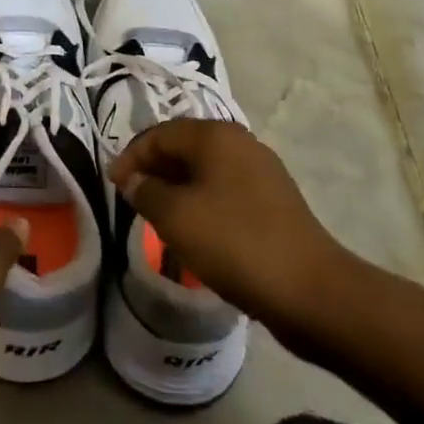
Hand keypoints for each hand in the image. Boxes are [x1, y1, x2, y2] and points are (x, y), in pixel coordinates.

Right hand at [108, 121, 341, 325]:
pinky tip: (196, 230)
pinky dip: (203, 202)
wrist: (310, 290)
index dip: (132, 156)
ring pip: (206, 169)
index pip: (159, 134)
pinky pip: (226, 190)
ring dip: (178, 187)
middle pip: (184, 146)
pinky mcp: (274, 200)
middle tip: (133, 198)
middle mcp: (240, 142)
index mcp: (215, 135)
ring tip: (159, 216)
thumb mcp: (176, 217)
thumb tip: (133, 179)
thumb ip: (146, 192)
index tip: (113, 185)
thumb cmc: (234, 243)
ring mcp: (261, 170)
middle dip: (155, 169)